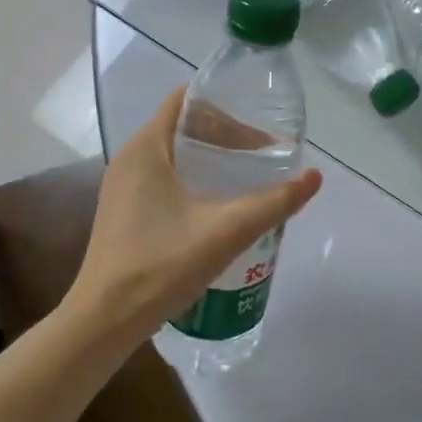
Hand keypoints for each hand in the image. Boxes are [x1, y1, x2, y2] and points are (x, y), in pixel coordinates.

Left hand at [67, 87, 322, 337]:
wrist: (106, 320)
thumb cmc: (162, 265)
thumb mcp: (227, 231)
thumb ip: (274, 203)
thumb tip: (315, 177)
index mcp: (145, 148)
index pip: (186, 101)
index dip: (226, 105)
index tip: (262, 122)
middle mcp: (130, 159)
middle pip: (184, 127)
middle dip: (227, 136)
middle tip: (266, 154)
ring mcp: (124, 187)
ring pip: (176, 155)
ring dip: (213, 159)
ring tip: (250, 177)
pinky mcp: (125, 212)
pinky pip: (166, 179)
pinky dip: (196, 180)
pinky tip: (221, 207)